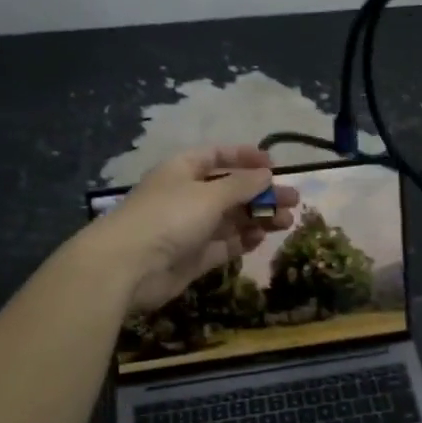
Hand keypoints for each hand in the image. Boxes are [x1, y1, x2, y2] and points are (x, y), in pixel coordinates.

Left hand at [87, 146, 298, 312]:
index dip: (244, 157)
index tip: (273, 164)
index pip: (217, 156)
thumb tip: (267, 174)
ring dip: (258, 218)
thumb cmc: (169, 217)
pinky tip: (262, 238)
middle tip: (293, 200)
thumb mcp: (210, 194)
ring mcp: (189, 228)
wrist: (128, 267)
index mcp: (184, 169)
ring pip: (230, 219)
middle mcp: (186, 195)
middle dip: (261, 194)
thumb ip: (242, 185)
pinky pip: (222, 245)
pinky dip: (242, 241)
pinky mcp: (192, 257)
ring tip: (286, 222)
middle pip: (230, 190)